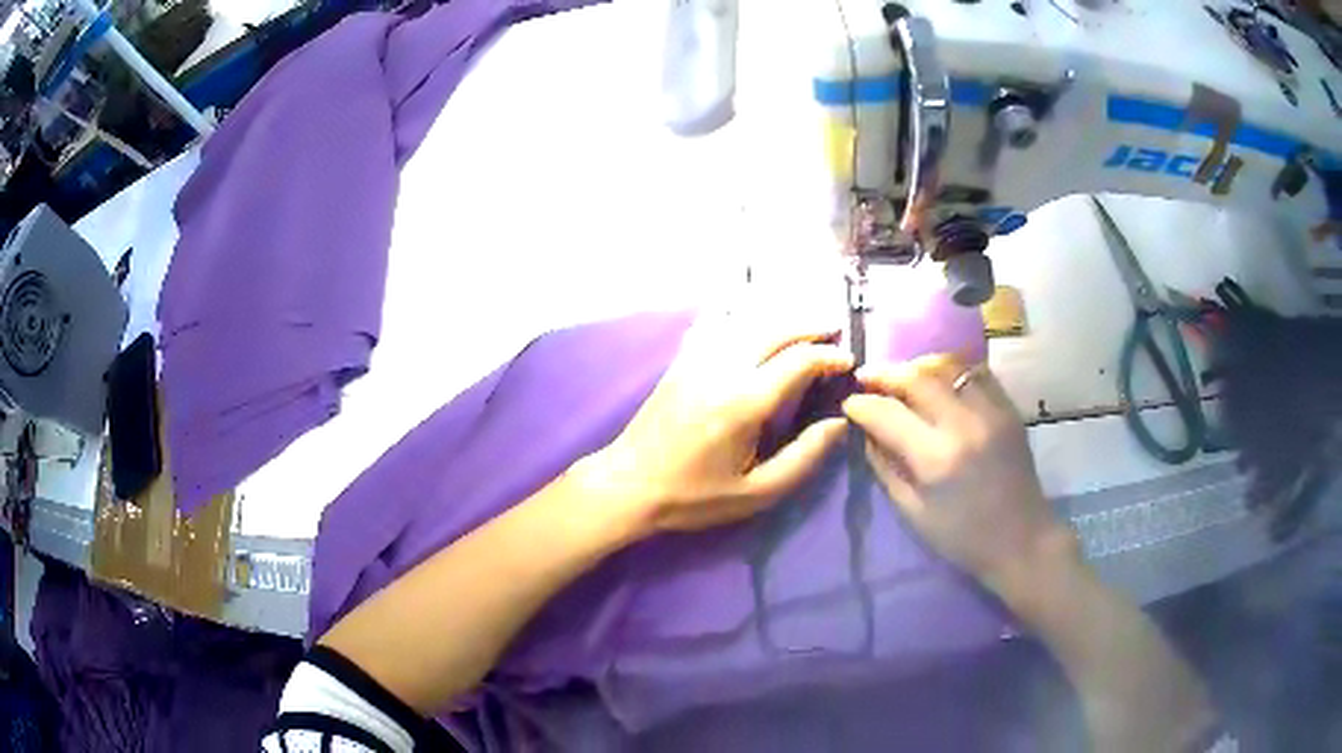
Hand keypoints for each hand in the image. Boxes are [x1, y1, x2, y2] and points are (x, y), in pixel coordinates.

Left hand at [588, 311, 852, 538]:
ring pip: (748, 320)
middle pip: (775, 328)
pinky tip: (758, 322)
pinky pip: (719, 324)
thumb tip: (838, 423)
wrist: (628, 485)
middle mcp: (722, 369)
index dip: (829, 356)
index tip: (849, 361)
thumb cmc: (694, 497)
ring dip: (782, 318)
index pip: (798, 360)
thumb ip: (803, 458)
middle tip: (835, 331)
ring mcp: (697, 359)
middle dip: (810, 325)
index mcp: (744, 402)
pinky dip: (747, 317)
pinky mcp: (682, 360)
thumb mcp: (757, 493)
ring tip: (806, 325)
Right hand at [841, 354, 1077, 598]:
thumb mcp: (912, 512)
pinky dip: (951, 370)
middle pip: (917, 377)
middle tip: (868, 378)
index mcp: (936, 459)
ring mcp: (991, 411)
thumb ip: (884, 466)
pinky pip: (975, 371)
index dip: (861, 404)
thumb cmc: (962, 537)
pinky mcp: (1009, 408)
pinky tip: (939, 382)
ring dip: (918, 365)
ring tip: (903, 376)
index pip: (887, 414)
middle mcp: (964, 425)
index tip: (849, 403)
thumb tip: (866, 431)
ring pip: (948, 365)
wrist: (1021, 539)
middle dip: (885, 373)